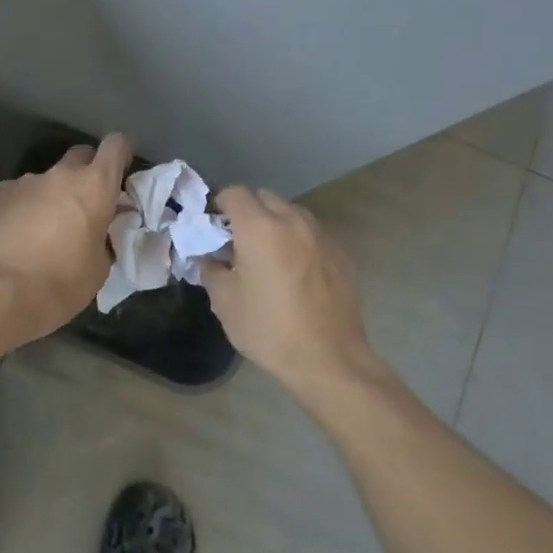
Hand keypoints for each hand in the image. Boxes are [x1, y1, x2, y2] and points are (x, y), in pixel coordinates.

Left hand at [0, 133, 131, 343]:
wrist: (6, 292)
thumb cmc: (64, 283)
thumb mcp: (100, 265)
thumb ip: (105, 236)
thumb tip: (100, 230)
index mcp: (95, 187)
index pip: (115, 146)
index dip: (119, 155)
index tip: (119, 173)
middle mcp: (62, 174)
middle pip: (80, 155)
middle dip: (85, 173)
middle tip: (83, 203)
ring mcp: (27, 180)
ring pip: (47, 179)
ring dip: (51, 195)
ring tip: (43, 228)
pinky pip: (19, 193)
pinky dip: (23, 207)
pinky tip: (17, 234)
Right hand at [201, 187, 378, 398]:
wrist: (328, 359)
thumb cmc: (268, 329)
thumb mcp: (224, 302)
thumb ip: (212, 270)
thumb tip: (211, 258)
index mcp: (259, 228)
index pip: (234, 193)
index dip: (219, 206)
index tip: (215, 229)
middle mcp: (292, 221)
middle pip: (265, 198)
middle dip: (249, 213)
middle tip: (240, 244)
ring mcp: (321, 236)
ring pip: (292, 213)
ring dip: (276, 224)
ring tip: (270, 257)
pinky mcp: (341, 254)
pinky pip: (313, 235)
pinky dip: (299, 242)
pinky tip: (296, 274)